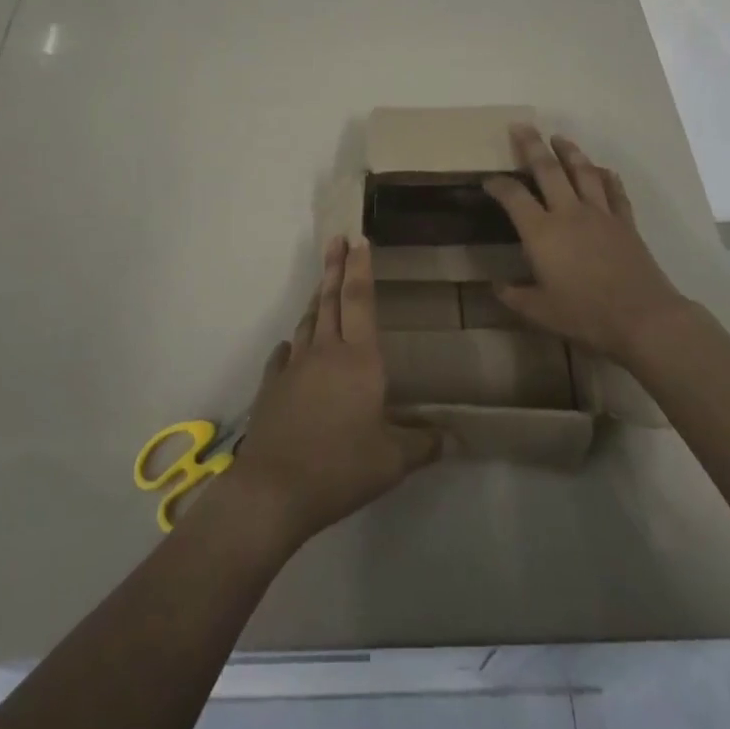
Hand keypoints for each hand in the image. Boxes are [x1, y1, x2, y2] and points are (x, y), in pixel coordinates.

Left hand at [229, 236, 439, 547]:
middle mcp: (325, 352)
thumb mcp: (393, 461)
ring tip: (320, 286)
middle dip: (335, 267)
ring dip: (315, 301)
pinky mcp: (271, 387)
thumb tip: (458, 439)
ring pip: (307, 323)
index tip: (359, 240)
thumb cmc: (341, 467)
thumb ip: (424, 444)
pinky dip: (291, 346)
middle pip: (330, 300)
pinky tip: (290, 347)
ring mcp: (294, 368)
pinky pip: (283, 356)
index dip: (361, 269)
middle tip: (336, 238)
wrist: (274, 489)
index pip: (361, 301)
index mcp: (359, 360)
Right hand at [484, 124, 689, 365]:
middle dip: (532, 145)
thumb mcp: (541, 313)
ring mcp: (600, 213)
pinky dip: (607, 176)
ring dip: (569, 151)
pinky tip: (602, 169)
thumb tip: (496, 286)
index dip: (498, 185)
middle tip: (521, 126)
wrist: (643, 318)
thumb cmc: (586, 315)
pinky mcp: (625, 221)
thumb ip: (515, 297)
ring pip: (582, 171)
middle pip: (548, 169)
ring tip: (559, 138)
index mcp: (542, 233)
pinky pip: (614, 191)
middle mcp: (568, 213)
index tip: (489, 179)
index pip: (514, 197)